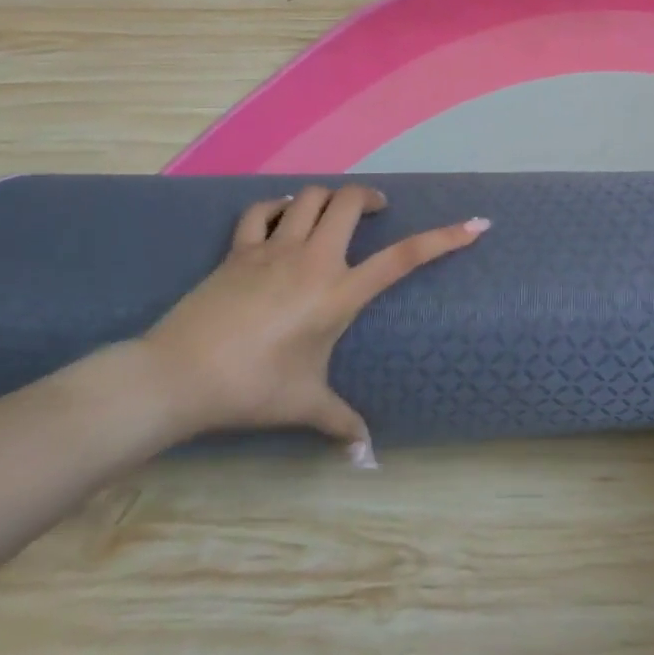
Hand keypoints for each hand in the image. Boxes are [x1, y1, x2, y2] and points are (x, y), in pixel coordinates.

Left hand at [139, 185, 486, 464]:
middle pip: (350, 202)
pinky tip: (282, 218)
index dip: (444, 238)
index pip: (404, 257)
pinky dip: (276, 207)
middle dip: (371, 198)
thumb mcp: (304, 405)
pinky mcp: (238, 250)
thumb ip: (341, 424)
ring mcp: (272, 249)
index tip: (476, 224)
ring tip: (335, 212)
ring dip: (328, 198)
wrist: (177, 377)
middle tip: (379, 211)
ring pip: (309, 197)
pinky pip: (260, 211)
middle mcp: (312, 259)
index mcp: (339, 293)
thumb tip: (367, 458)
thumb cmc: (252, 388)